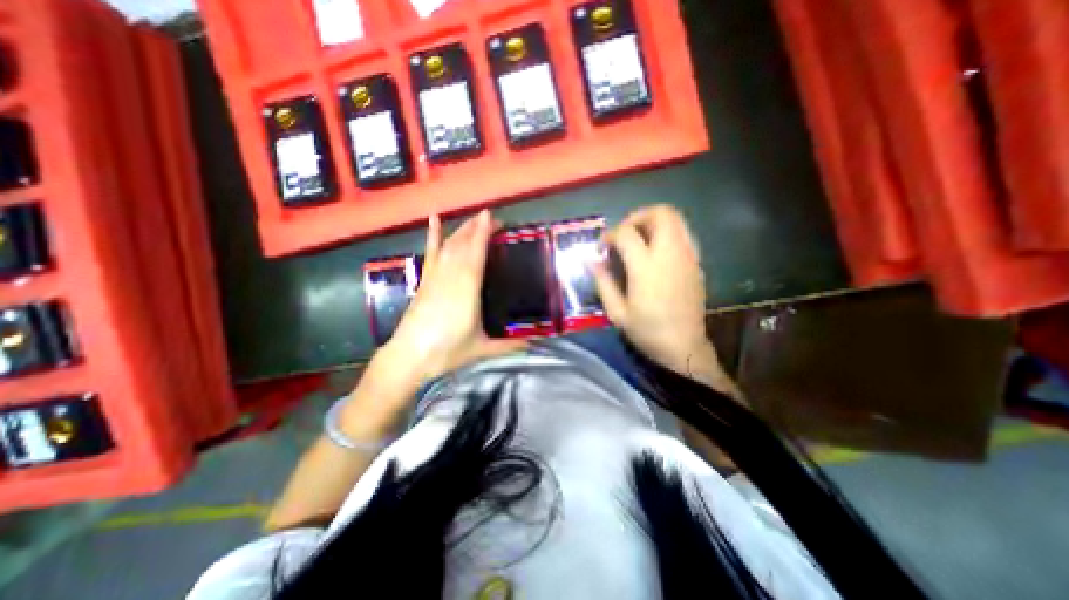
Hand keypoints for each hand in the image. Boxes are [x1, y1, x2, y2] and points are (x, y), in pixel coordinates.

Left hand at [375, 209, 524, 388]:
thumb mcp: (482, 349)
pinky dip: (433, 236)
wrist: (409, 356)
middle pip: (463, 244)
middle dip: (476, 227)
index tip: (492, 217)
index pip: (476, 253)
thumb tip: (535, 343)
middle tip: (491, 218)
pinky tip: (434, 220)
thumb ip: (509, 345)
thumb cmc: (447, 351)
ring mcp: (435, 277)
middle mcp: (450, 277)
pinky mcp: (425, 281)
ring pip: (449, 246)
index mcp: (467, 290)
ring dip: (461, 229)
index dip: (483, 233)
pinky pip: (431, 254)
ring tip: (474, 219)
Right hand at [592, 204, 716, 376]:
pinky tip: (655, 253)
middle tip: (624, 234)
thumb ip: (603, 282)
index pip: (626, 233)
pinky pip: (682, 234)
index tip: (602, 248)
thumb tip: (592, 261)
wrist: (684, 346)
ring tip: (638, 240)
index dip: (609, 235)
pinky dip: (666, 234)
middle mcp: (670, 254)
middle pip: (660, 213)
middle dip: (638, 216)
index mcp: (646, 267)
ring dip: (653, 222)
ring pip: (676, 219)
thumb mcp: (617, 312)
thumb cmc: (647, 331)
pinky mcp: (696, 263)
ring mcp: (687, 256)